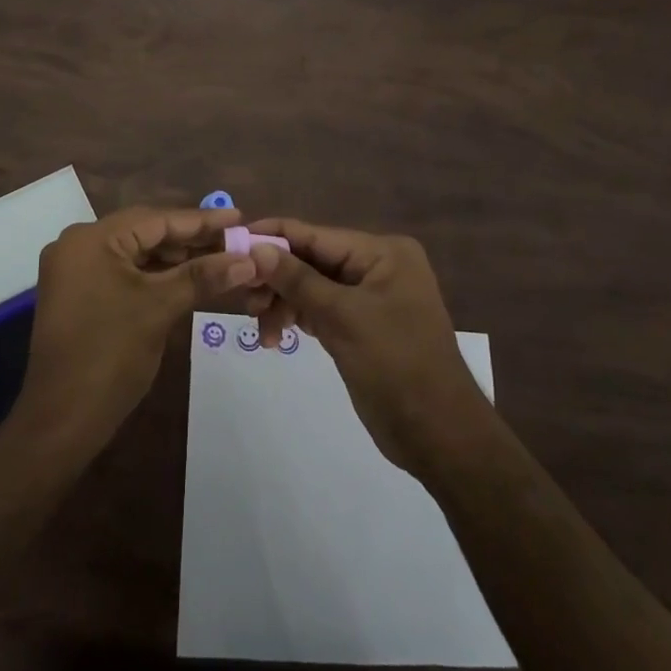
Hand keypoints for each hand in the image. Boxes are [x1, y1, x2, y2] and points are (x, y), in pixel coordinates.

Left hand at [16, 206, 252, 449]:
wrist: (61, 419)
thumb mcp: (160, 308)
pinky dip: (154, 275)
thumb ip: (202, 276)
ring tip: (218, 259)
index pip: (155, 219)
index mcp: (92, 239)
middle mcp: (78, 245)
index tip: (238, 217)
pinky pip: (123, 273)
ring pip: (135, 254)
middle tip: (233, 241)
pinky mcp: (78, 294)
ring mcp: (75, 271)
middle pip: (144, 232)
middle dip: (189, 239)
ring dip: (174, 258)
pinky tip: (186, 279)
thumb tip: (248, 259)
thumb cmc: (110, 355)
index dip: (200, 220)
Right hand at [244, 219, 494, 477]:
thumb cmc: (396, 365)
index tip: (231, 244)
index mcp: (382, 252)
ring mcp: (370, 297)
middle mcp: (377, 266)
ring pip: (311, 287)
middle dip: (276, 279)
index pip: (315, 234)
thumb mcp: (342, 318)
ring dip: (283, 305)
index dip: (272, 238)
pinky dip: (298, 319)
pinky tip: (277, 337)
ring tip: (265, 334)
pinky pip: (321, 309)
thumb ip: (296, 279)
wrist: (439, 436)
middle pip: (311, 260)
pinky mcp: (362, 325)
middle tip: (245, 302)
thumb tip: (254, 247)